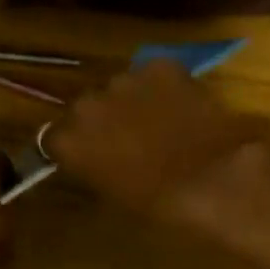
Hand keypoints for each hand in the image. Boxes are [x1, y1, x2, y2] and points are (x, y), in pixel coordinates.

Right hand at [41, 60, 260, 224]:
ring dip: (131, 100)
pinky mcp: (160, 65)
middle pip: (85, 106)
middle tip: (126, 139)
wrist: (215, 179)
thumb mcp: (113, 193)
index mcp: (69, 141)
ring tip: (158, 120)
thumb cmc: (160, 203)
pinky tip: (180, 105)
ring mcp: (124, 80)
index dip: (73, 145)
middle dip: (101, 119)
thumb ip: (92, 167)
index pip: (54, 136)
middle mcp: (87, 104)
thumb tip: (93, 157)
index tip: (88, 155)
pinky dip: (163, 85)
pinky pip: (153, 73)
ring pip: (119, 86)